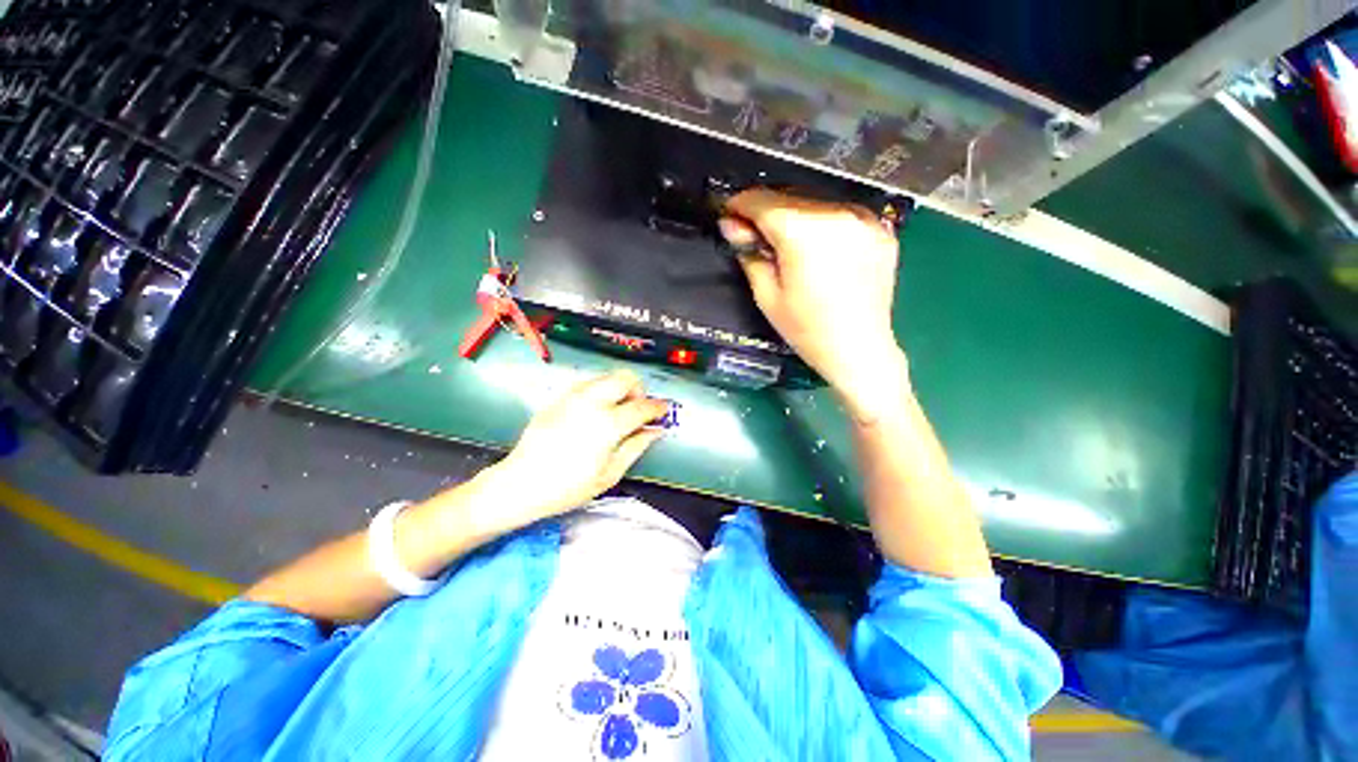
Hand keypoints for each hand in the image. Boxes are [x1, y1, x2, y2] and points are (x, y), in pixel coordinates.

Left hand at [477, 370, 668, 531]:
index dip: (657, 407)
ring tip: (618, 409)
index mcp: (607, 424)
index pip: (642, 406)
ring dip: (619, 387)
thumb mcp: (609, 474)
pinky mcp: (558, 398)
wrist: (519, 484)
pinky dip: (600, 390)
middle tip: (638, 408)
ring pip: (606, 376)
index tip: (664, 410)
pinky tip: (596, 410)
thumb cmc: (567, 487)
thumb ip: (636, 447)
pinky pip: (587, 383)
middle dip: (639, 389)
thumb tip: (656, 431)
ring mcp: (572, 397)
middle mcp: (591, 402)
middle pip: (625, 377)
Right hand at [720, 189, 908, 421]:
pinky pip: (840, 215)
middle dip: (766, 213)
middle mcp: (837, 213)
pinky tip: (818, 250)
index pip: (761, 201)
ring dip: (794, 217)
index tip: (728, 216)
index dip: (739, 205)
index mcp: (804, 232)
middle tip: (755, 237)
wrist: (859, 349)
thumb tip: (731, 225)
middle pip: (788, 198)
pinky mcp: (881, 228)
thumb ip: (749, 253)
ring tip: (787, 247)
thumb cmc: (806, 329)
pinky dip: (822, 225)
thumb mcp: (767, 295)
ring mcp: (864, 218)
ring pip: (814, 203)